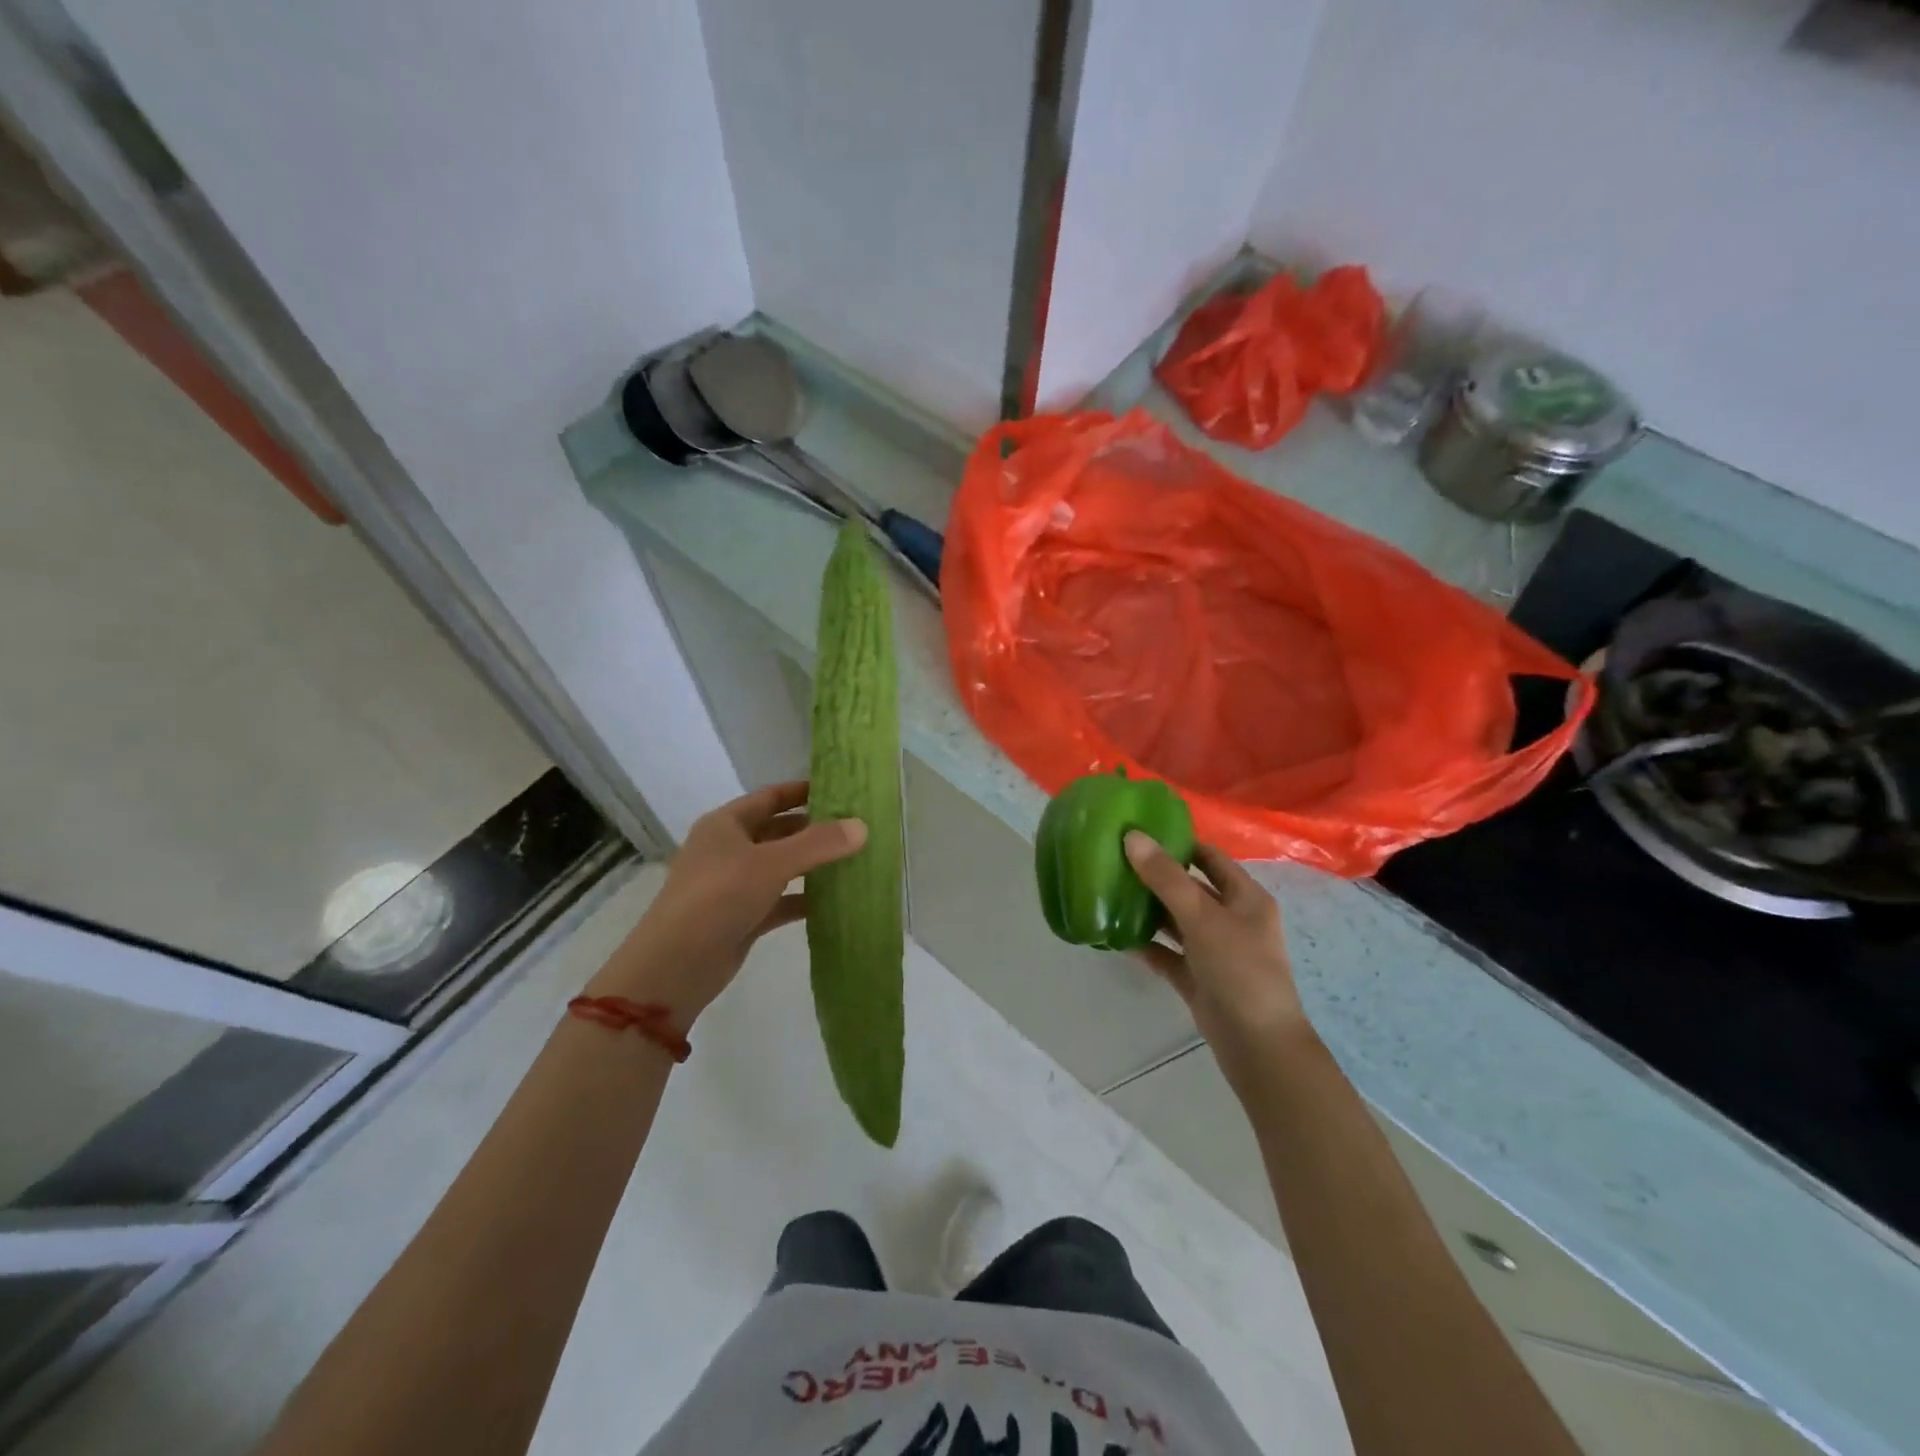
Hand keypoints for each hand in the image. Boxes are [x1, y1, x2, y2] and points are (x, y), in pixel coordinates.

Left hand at [588, 781, 866, 1023]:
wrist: (676, 966)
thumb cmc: (718, 897)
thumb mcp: (771, 863)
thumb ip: (818, 844)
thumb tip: (863, 826)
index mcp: (726, 824)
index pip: (770, 797)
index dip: (802, 791)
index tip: (841, 790)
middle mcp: (729, 849)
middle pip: (778, 831)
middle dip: (814, 829)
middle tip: (856, 827)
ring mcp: (735, 885)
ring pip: (782, 866)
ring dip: (813, 864)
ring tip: (854, 859)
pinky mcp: (743, 917)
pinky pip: (781, 900)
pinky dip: (804, 898)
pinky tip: (836, 901)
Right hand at [1123, 833, 1311, 1083]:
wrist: (1258, 1046)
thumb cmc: (1239, 970)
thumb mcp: (1203, 917)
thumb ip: (1166, 878)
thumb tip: (1133, 837)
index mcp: (1245, 898)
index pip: (1210, 858)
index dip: (1179, 843)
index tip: (1140, 832)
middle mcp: (1232, 920)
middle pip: (1190, 889)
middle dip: (1155, 876)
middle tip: (1114, 860)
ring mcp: (1215, 951)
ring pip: (1176, 922)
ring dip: (1148, 910)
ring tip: (1108, 892)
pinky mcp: (1198, 979)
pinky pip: (1168, 954)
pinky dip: (1146, 945)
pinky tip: (1116, 936)